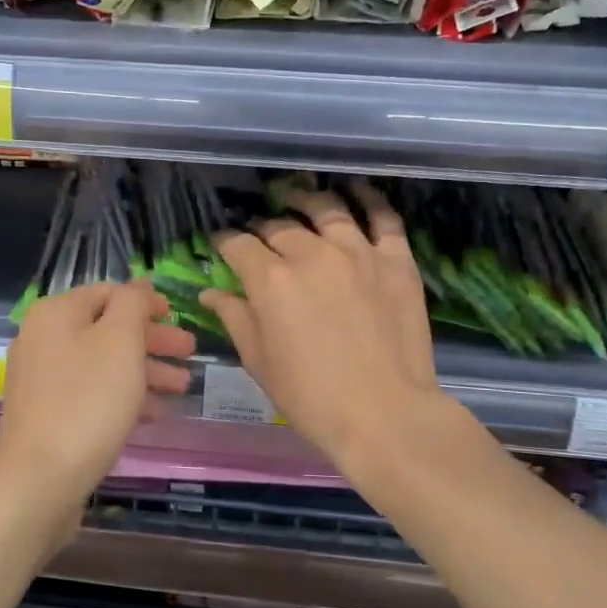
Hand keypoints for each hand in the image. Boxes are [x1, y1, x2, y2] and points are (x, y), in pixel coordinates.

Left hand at [0, 281, 194, 542]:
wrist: (39, 479)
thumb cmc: (87, 401)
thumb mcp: (120, 341)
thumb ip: (133, 304)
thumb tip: (138, 285)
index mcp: (56, 314)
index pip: (108, 293)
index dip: (146, 303)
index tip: (178, 318)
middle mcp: (42, 339)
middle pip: (108, 329)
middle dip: (152, 340)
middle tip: (190, 352)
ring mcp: (42, 380)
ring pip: (103, 364)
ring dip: (144, 371)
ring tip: (182, 387)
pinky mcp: (47, 415)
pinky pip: (91, 393)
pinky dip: (123, 397)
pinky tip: (153, 415)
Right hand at [200, 185, 449, 469]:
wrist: (384, 415)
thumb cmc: (310, 396)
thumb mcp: (259, 361)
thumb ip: (234, 317)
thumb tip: (210, 293)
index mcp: (271, 279)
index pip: (238, 244)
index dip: (224, 241)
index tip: (221, 243)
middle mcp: (311, 253)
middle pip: (279, 226)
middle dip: (262, 229)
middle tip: (260, 237)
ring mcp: (357, 252)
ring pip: (326, 210)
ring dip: (306, 202)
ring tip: (299, 201)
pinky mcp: (396, 260)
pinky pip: (383, 217)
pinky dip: (368, 200)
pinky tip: (356, 192)